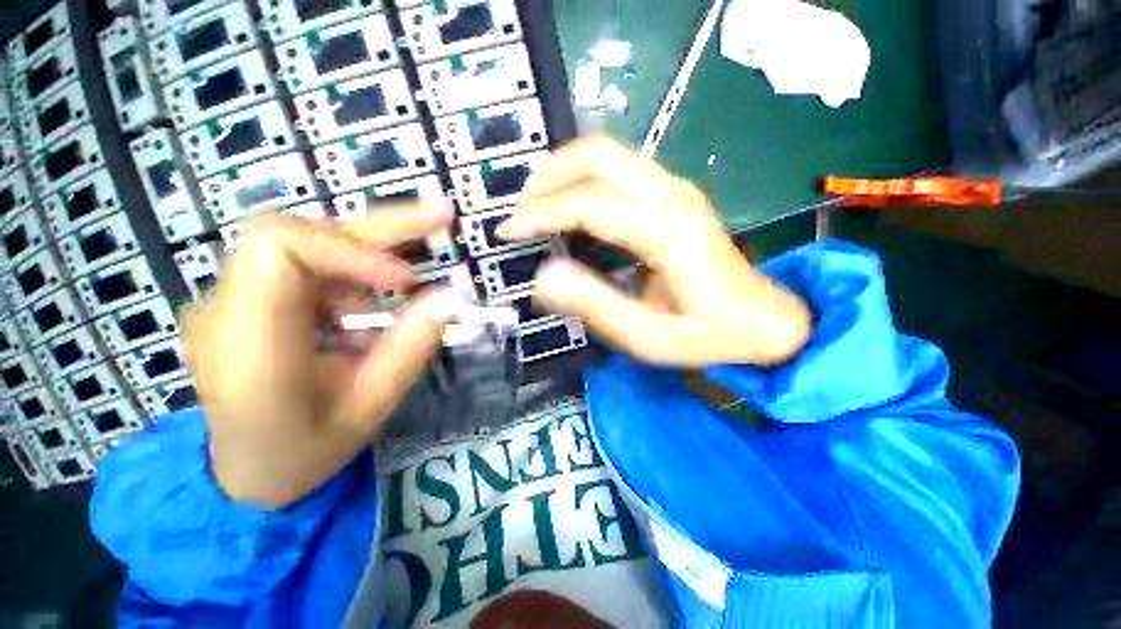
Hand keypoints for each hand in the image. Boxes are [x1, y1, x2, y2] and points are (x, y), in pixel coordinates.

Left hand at [182, 205, 459, 507]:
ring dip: (370, 251)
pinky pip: (308, 263)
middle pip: (297, 230)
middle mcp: (226, 307)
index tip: (405, 280)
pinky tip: (375, 297)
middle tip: (442, 213)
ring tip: (409, 280)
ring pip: (308, 240)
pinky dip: (355, 271)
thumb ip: (410, 348)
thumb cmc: (304, 451)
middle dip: (380, 223)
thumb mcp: (371, 407)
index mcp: (246, 346)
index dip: (350, 250)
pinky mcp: (251, 297)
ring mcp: (233, 297)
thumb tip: (452, 297)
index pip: (280, 249)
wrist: (245, 471)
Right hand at [498, 136, 811, 366]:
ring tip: (537, 203)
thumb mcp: (648, 335)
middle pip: (598, 155)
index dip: (542, 213)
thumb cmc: (708, 334)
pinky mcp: (675, 194)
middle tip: (521, 209)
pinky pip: (620, 167)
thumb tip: (544, 277)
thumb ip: (595, 305)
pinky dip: (585, 176)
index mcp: (668, 231)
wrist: (763, 318)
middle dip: (549, 175)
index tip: (509, 229)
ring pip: (608, 152)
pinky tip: (571, 202)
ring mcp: (676, 188)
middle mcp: (672, 195)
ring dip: (565, 170)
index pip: (589, 204)